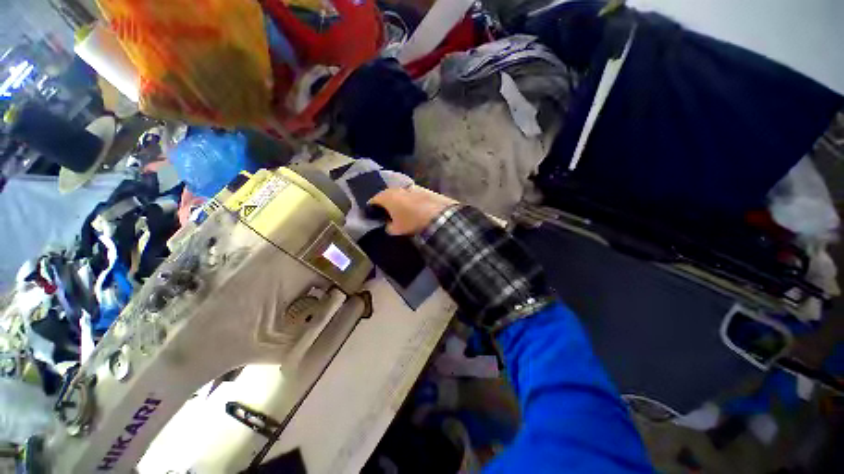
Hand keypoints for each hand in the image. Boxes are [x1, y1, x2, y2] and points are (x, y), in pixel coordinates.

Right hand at [368, 186, 457, 235]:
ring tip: (400, 211)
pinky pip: (411, 195)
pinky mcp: (423, 189)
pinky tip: (413, 208)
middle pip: (386, 195)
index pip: (372, 200)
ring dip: (398, 201)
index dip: (371, 208)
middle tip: (386, 213)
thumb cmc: (412, 222)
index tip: (372, 215)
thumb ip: (388, 227)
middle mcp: (396, 189)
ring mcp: (410, 187)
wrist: (438, 215)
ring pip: (399, 194)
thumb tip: (388, 225)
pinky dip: (409, 200)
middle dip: (385, 204)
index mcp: (386, 197)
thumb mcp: (396, 230)